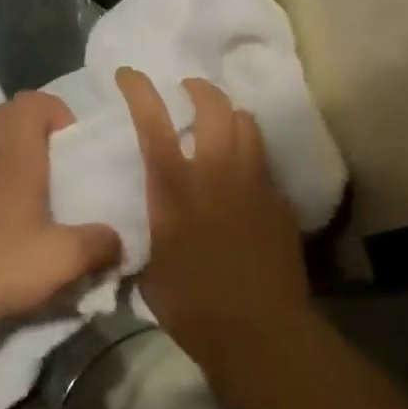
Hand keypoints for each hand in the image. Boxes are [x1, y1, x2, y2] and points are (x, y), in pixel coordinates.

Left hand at [0, 92, 121, 338]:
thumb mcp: (62, 259)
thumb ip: (99, 245)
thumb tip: (119, 239)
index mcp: (17, 155)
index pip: (32, 102)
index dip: (59, 111)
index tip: (78, 146)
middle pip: (12, 116)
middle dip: (43, 128)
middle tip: (67, 163)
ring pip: (1, 146)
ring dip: (28, 157)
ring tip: (56, 197)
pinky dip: (13, 184)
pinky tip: (31, 226)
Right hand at [116, 68, 309, 370]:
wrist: (261, 334)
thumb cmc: (193, 306)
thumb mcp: (150, 269)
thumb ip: (145, 235)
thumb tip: (132, 231)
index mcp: (174, 186)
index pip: (153, 121)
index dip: (138, 89)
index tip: (128, 74)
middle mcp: (215, 171)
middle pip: (213, 105)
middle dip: (198, 89)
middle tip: (188, 91)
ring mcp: (253, 182)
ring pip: (247, 123)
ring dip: (229, 115)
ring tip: (219, 125)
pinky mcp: (280, 200)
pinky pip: (263, 160)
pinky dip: (249, 155)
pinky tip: (243, 176)